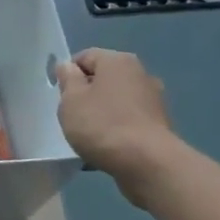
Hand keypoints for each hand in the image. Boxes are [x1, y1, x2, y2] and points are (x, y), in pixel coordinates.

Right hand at [55, 49, 180, 206]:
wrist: (147, 162)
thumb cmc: (102, 125)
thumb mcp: (71, 100)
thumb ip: (67, 79)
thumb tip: (68, 67)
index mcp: (118, 61)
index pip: (85, 57)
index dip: (68, 74)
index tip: (60, 97)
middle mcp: (140, 73)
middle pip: (103, 79)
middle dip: (86, 95)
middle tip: (72, 116)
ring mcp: (153, 99)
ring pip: (116, 101)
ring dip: (101, 114)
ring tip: (88, 136)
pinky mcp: (159, 124)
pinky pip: (128, 121)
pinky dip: (116, 129)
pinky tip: (106, 148)